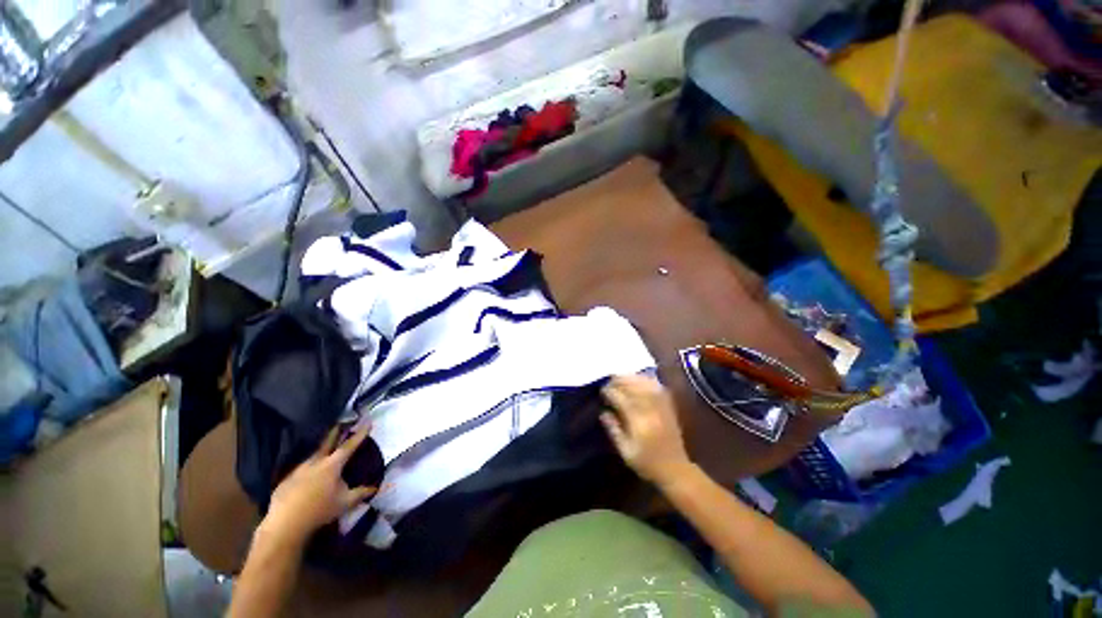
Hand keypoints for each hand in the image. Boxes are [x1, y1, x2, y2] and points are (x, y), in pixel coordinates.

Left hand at [261, 425, 377, 544]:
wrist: (285, 524)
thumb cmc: (320, 511)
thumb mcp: (345, 503)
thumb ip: (361, 493)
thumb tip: (375, 487)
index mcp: (332, 465)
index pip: (349, 445)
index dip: (360, 434)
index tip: (367, 422)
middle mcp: (315, 463)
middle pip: (327, 442)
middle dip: (336, 431)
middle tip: (341, 422)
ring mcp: (298, 470)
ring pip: (313, 456)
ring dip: (321, 451)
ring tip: (325, 450)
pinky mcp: (286, 480)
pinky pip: (300, 470)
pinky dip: (308, 468)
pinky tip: (308, 476)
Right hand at [600, 374, 694, 486]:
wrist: (675, 469)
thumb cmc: (647, 463)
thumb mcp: (625, 451)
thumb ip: (613, 430)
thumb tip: (603, 412)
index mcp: (639, 422)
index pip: (621, 399)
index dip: (610, 392)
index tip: (602, 391)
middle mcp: (651, 411)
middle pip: (634, 387)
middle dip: (620, 381)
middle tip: (610, 381)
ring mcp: (662, 407)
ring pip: (646, 384)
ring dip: (632, 378)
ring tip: (622, 377)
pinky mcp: (669, 407)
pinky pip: (658, 388)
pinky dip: (647, 380)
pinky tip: (639, 379)